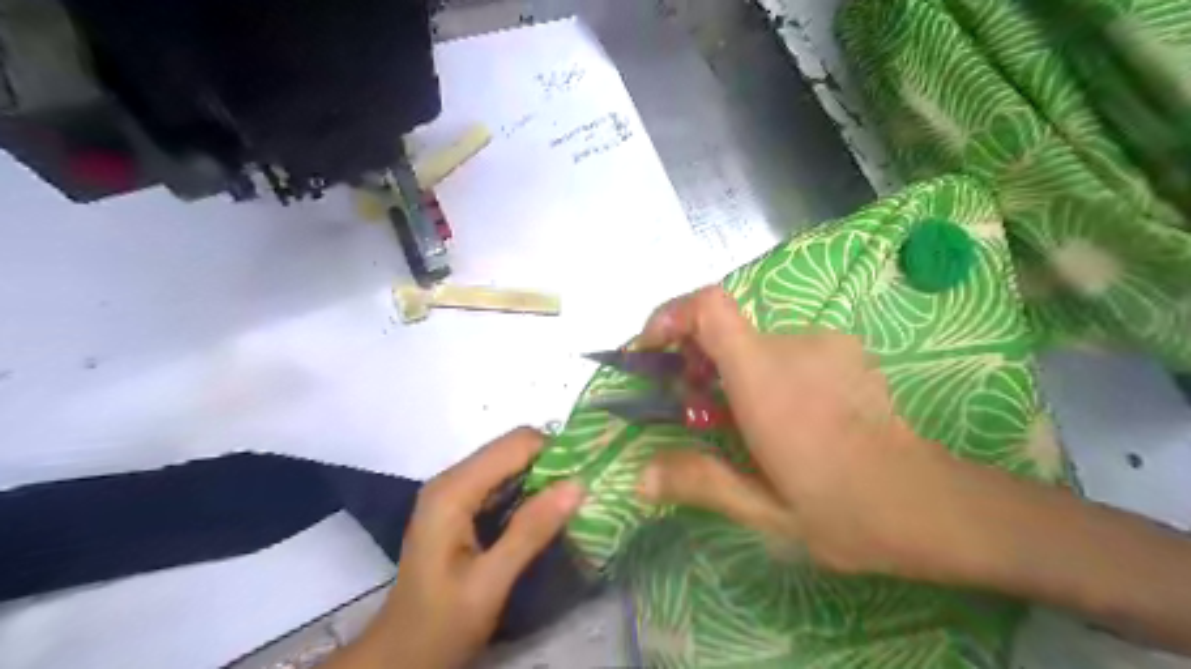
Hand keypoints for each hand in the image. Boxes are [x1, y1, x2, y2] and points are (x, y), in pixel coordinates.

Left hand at [331, 429, 583, 668]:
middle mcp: (452, 480)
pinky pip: (501, 483)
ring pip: (509, 464)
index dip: (556, 451)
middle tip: (585, 489)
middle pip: (512, 449)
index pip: (516, 444)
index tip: (588, 474)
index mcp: (454, 490)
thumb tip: (578, 484)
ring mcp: (454, 492)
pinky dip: (529, 491)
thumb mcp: (490, 583)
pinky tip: (548, 512)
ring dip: (543, 477)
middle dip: (552, 463)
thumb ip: (531, 531)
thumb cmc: (441, 624)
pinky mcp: (459, 506)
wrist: (401, 657)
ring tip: (574, 499)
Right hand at [638, 287, 981, 579]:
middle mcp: (793, 345)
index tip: (653, 351)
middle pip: (725, 329)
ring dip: (733, 374)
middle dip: (696, 360)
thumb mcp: (764, 510)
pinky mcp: (844, 351)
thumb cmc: (845, 511)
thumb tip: (640, 478)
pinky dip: (766, 374)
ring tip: (741, 425)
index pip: (710, 307)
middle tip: (694, 410)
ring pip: (755, 345)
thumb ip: (700, 483)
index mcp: (765, 377)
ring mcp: (824, 344)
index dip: (671, 315)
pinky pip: (786, 351)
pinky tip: (785, 419)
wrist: (929, 504)